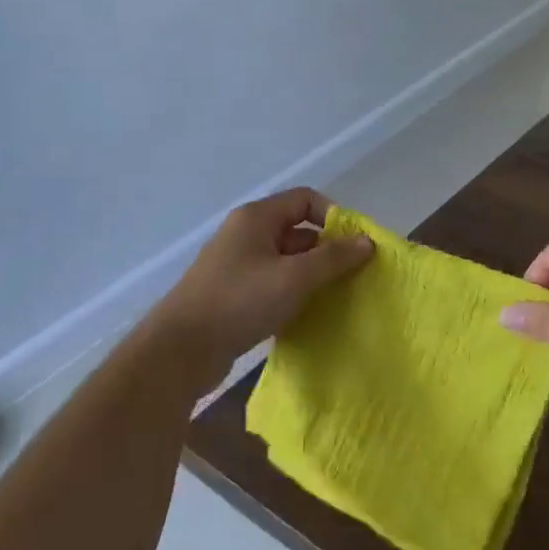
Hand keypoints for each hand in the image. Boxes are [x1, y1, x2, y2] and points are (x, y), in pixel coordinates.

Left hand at [152, 188, 373, 367]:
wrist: (181, 350)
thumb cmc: (240, 302)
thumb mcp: (294, 277)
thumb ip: (334, 258)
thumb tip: (367, 241)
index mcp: (256, 218)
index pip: (305, 199)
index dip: (334, 216)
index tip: (355, 245)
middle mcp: (246, 234)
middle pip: (297, 230)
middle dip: (327, 249)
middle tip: (353, 275)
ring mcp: (237, 265)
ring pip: (286, 260)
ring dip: (312, 274)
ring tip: (336, 296)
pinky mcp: (233, 294)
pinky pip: (273, 283)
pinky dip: (293, 292)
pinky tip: (308, 313)